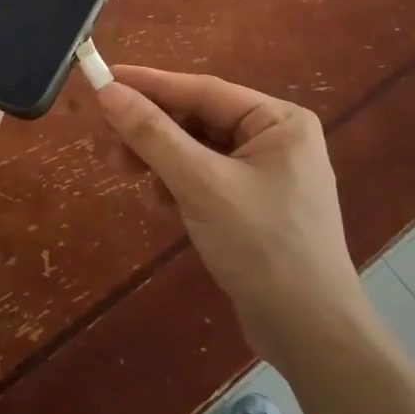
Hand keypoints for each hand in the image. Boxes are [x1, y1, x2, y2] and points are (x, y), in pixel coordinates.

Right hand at [95, 66, 365, 369]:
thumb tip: (108, 91)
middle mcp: (276, 138)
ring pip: (198, 151)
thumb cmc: (262, 246)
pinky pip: (207, 179)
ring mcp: (266, 175)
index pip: (203, 90)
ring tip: (123, 172)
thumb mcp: (201, 185)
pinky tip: (159, 203)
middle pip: (199, 120)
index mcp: (278, 120)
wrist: (310, 336)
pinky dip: (179, 186)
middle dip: (152, 131)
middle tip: (105, 141)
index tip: (103, 78)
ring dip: (161, 160)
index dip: (150, 84)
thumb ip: (153, 135)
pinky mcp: (254, 207)